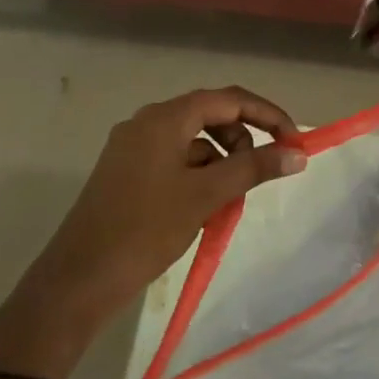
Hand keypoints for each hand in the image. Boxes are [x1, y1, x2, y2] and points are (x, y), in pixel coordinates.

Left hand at [0, 87, 304, 378]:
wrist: (79, 279)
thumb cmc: (145, 229)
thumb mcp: (206, 195)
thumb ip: (254, 168)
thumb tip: (298, 153)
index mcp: (164, 118)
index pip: (228, 99)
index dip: (266, 115)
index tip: (294, 141)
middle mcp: (147, 123)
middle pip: (210, 115)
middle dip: (242, 140)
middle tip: (259, 174)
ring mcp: (134, 148)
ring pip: (194, 141)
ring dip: (221, 161)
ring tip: (229, 199)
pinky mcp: (128, 173)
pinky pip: (176, 161)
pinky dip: (199, 176)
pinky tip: (204, 209)